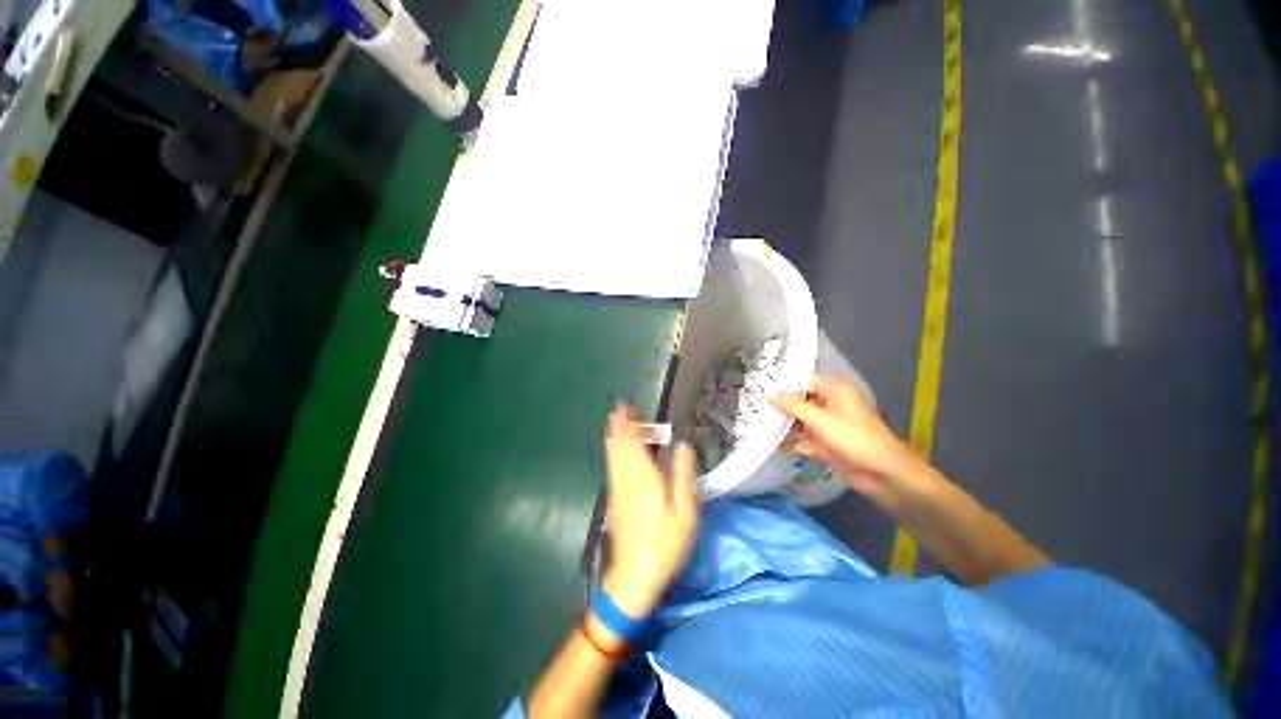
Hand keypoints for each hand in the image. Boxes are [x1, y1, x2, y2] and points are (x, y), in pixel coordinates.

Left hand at [601, 404, 698, 619]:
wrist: (634, 576)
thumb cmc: (665, 545)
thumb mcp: (685, 513)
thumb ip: (684, 476)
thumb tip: (683, 446)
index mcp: (646, 479)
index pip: (635, 444)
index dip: (629, 425)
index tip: (624, 408)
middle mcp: (628, 479)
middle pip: (622, 447)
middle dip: (619, 427)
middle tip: (618, 408)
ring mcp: (618, 490)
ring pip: (614, 456)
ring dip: (614, 437)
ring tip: (613, 422)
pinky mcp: (615, 500)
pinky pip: (612, 468)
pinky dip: (613, 453)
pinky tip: (613, 450)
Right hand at [771, 376, 914, 504]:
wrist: (884, 475)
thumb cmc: (853, 438)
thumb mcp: (819, 419)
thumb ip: (792, 405)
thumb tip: (768, 392)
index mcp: (836, 390)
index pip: (805, 382)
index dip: (785, 386)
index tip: (761, 391)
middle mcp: (833, 404)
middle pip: (803, 401)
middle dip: (783, 407)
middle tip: (756, 408)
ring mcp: (832, 425)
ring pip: (804, 421)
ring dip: (787, 426)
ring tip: (761, 426)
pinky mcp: (830, 444)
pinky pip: (808, 439)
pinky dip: (796, 443)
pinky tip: (778, 447)